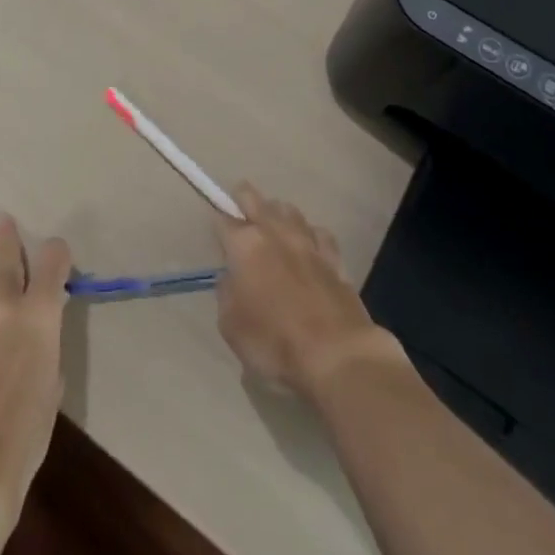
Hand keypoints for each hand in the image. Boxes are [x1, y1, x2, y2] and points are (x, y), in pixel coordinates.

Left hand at [0, 214, 72, 545]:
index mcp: (43, 317)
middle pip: (7, 260)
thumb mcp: (51, 387)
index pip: (54, 265)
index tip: (57, 251)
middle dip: (5, 238)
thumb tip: (38, 337)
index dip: (57, 253)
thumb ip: (45, 350)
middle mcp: (9, 307)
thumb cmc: (26, 435)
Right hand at [214, 183, 401, 401]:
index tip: (217, 235)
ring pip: (289, 209)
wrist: (336, 355)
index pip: (223, 220)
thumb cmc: (274, 342)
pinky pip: (318, 233)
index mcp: (245, 245)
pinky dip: (310, 235)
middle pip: (255, 199)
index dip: (218, 225)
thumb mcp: (231, 325)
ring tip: (274, 225)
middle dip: (244, 199)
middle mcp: (275, 232)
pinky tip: (309, 246)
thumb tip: (232, 278)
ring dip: (277, 214)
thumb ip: (227, 293)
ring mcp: (308, 242)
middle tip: (240, 210)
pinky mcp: (334, 258)